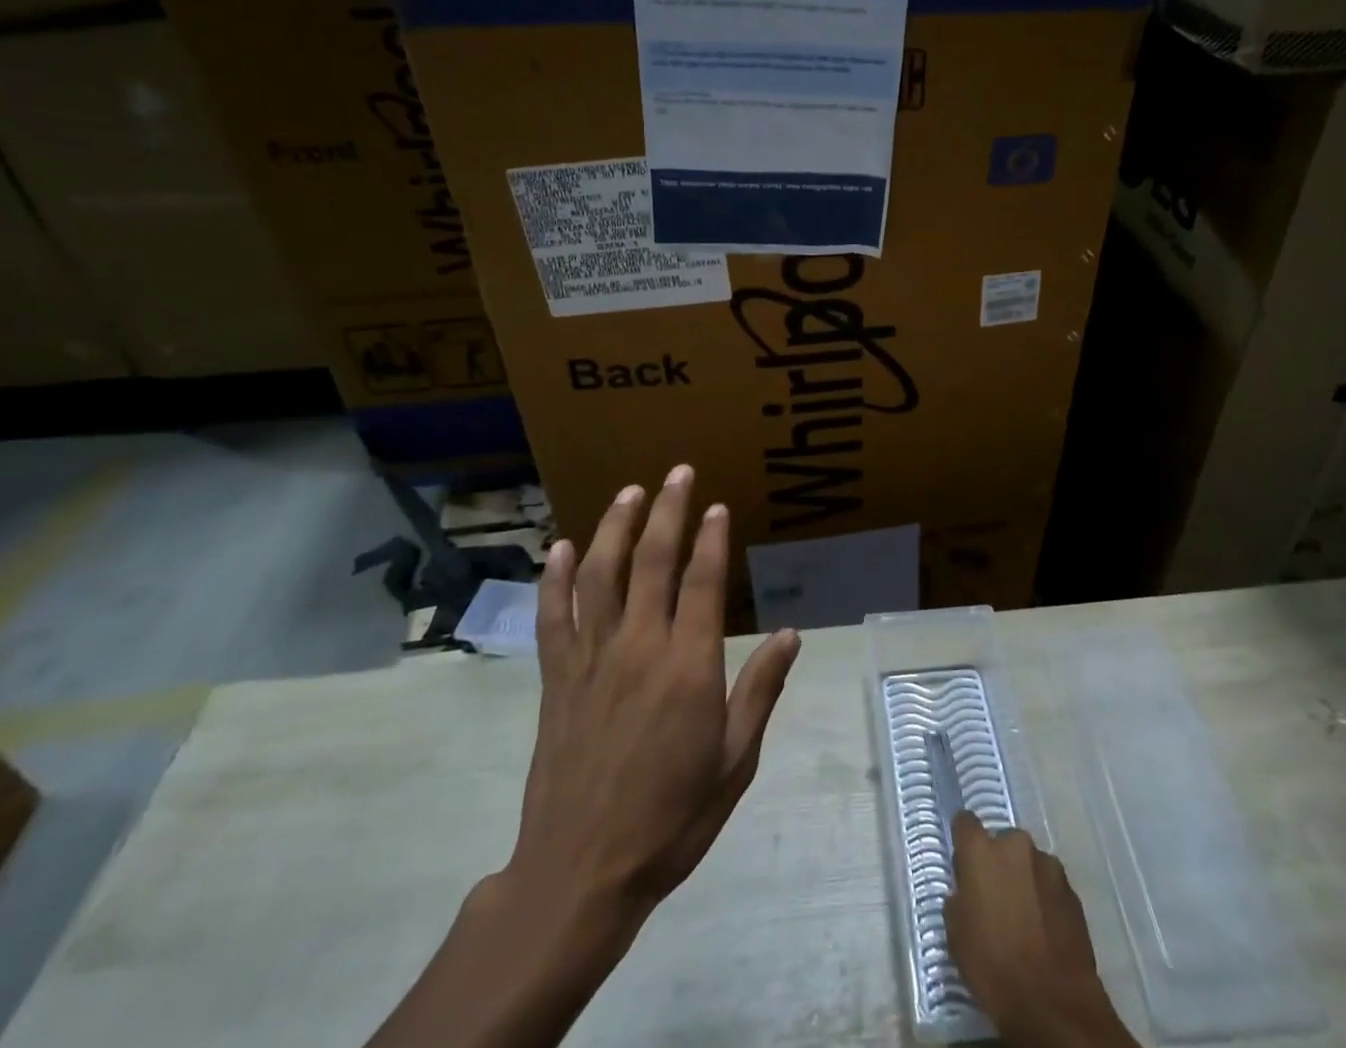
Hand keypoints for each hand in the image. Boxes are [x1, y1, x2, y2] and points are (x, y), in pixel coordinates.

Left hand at [366, 466, 799, 1047]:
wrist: (582, 873)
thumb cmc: (671, 819)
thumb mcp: (734, 762)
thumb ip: (760, 690)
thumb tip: (791, 634)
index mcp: (688, 667)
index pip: (702, 583)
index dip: (710, 538)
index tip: (716, 506)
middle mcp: (639, 648)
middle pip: (652, 562)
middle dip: (667, 511)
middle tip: (677, 472)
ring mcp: (592, 659)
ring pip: (601, 575)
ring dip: (615, 528)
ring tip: (630, 492)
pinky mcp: (557, 678)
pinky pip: (554, 616)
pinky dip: (555, 578)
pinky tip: (560, 547)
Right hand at [947, 814, 1137, 1047]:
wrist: (1053, 1003)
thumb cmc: (994, 966)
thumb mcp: (956, 933)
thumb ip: (959, 897)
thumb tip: (967, 890)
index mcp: (981, 850)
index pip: (965, 822)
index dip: (963, 839)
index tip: (963, 860)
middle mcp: (1015, 845)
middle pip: (1001, 842)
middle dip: (998, 862)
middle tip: (995, 897)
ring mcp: (1048, 865)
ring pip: (1028, 863)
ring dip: (1024, 879)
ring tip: (1024, 916)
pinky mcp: (1072, 890)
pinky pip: (1050, 884)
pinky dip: (1045, 898)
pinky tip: (1044, 929)